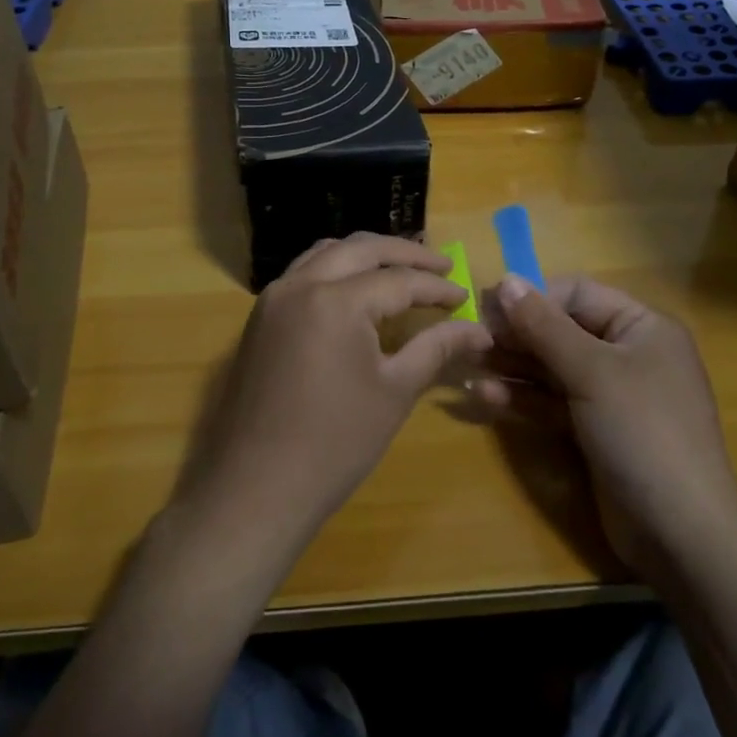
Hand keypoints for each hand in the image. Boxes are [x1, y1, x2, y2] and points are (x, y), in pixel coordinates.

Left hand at [171, 234, 491, 570]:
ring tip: (401, 267)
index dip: (437, 287)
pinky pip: (303, 273)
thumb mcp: (395, 391)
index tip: (465, 295)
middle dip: (405, 253)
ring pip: (327, 253)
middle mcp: (301, 284)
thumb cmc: (335, 443)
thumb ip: (436, 348)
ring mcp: (274, 298)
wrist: (256, 488)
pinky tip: (355, 288)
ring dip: (366, 254)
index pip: (399, 280)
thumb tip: (480, 330)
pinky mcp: (260, 316)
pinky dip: (335, 268)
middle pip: (361, 249)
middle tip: (441, 263)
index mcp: (337, 300)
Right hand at [486, 274, 736, 581]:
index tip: (489, 307)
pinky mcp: (595, 431)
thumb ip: (544, 325)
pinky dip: (522, 399)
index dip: (534, 297)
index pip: (579, 294)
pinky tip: (483, 396)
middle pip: (562, 330)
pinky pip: (553, 402)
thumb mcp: (591, 371)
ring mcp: (611, 396)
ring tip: (468, 364)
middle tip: (471, 338)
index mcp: (642, 327)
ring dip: (512, 367)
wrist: (681, 534)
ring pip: (553, 368)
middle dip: (517, 334)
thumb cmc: (642, 432)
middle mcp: (628, 354)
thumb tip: (506, 280)